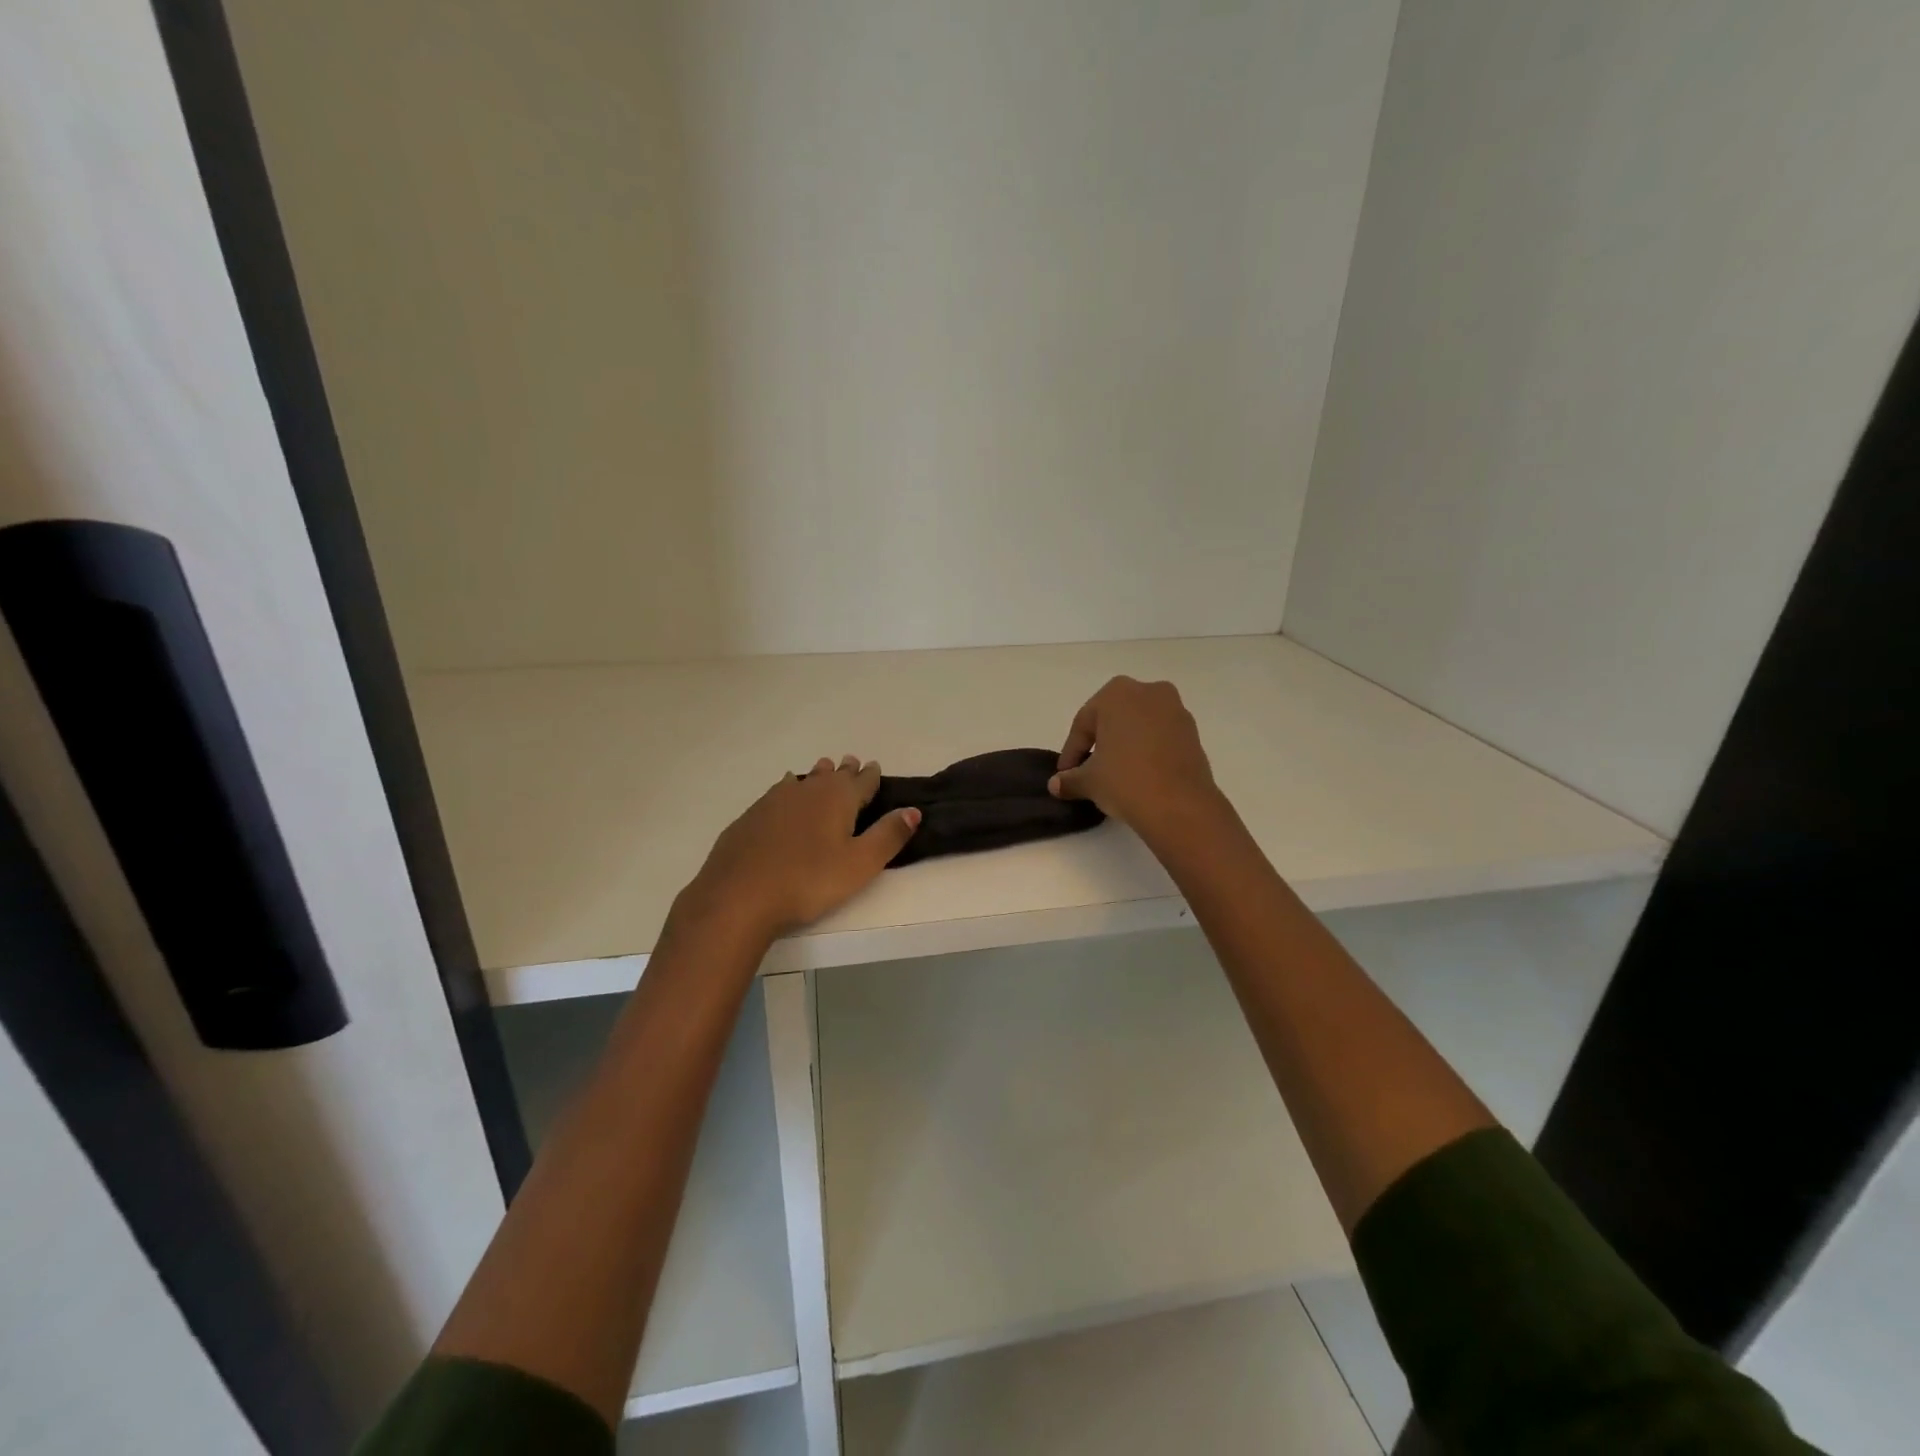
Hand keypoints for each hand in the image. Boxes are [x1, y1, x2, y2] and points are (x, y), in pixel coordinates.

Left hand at [678, 756, 919, 940]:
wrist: (739, 895)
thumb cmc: (809, 881)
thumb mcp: (860, 864)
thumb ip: (888, 835)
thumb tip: (913, 811)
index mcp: (838, 798)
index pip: (862, 781)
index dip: (871, 775)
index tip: (875, 767)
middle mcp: (807, 790)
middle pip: (831, 775)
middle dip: (845, 770)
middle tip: (852, 764)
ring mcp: (774, 801)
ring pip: (803, 780)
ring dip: (816, 776)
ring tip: (822, 770)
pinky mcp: (751, 816)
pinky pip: (778, 793)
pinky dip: (789, 790)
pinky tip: (784, 795)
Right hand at [1049, 677, 1220, 831]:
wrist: (1180, 806)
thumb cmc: (1125, 781)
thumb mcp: (1089, 781)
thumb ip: (1069, 779)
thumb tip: (1056, 785)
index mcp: (1117, 693)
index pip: (1084, 723)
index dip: (1072, 752)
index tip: (1065, 775)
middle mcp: (1148, 692)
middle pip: (1113, 719)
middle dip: (1099, 743)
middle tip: (1087, 770)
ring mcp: (1176, 711)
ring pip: (1139, 727)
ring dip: (1124, 747)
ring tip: (1114, 776)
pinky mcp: (1194, 733)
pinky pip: (1160, 738)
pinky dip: (1147, 752)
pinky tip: (1139, 776)